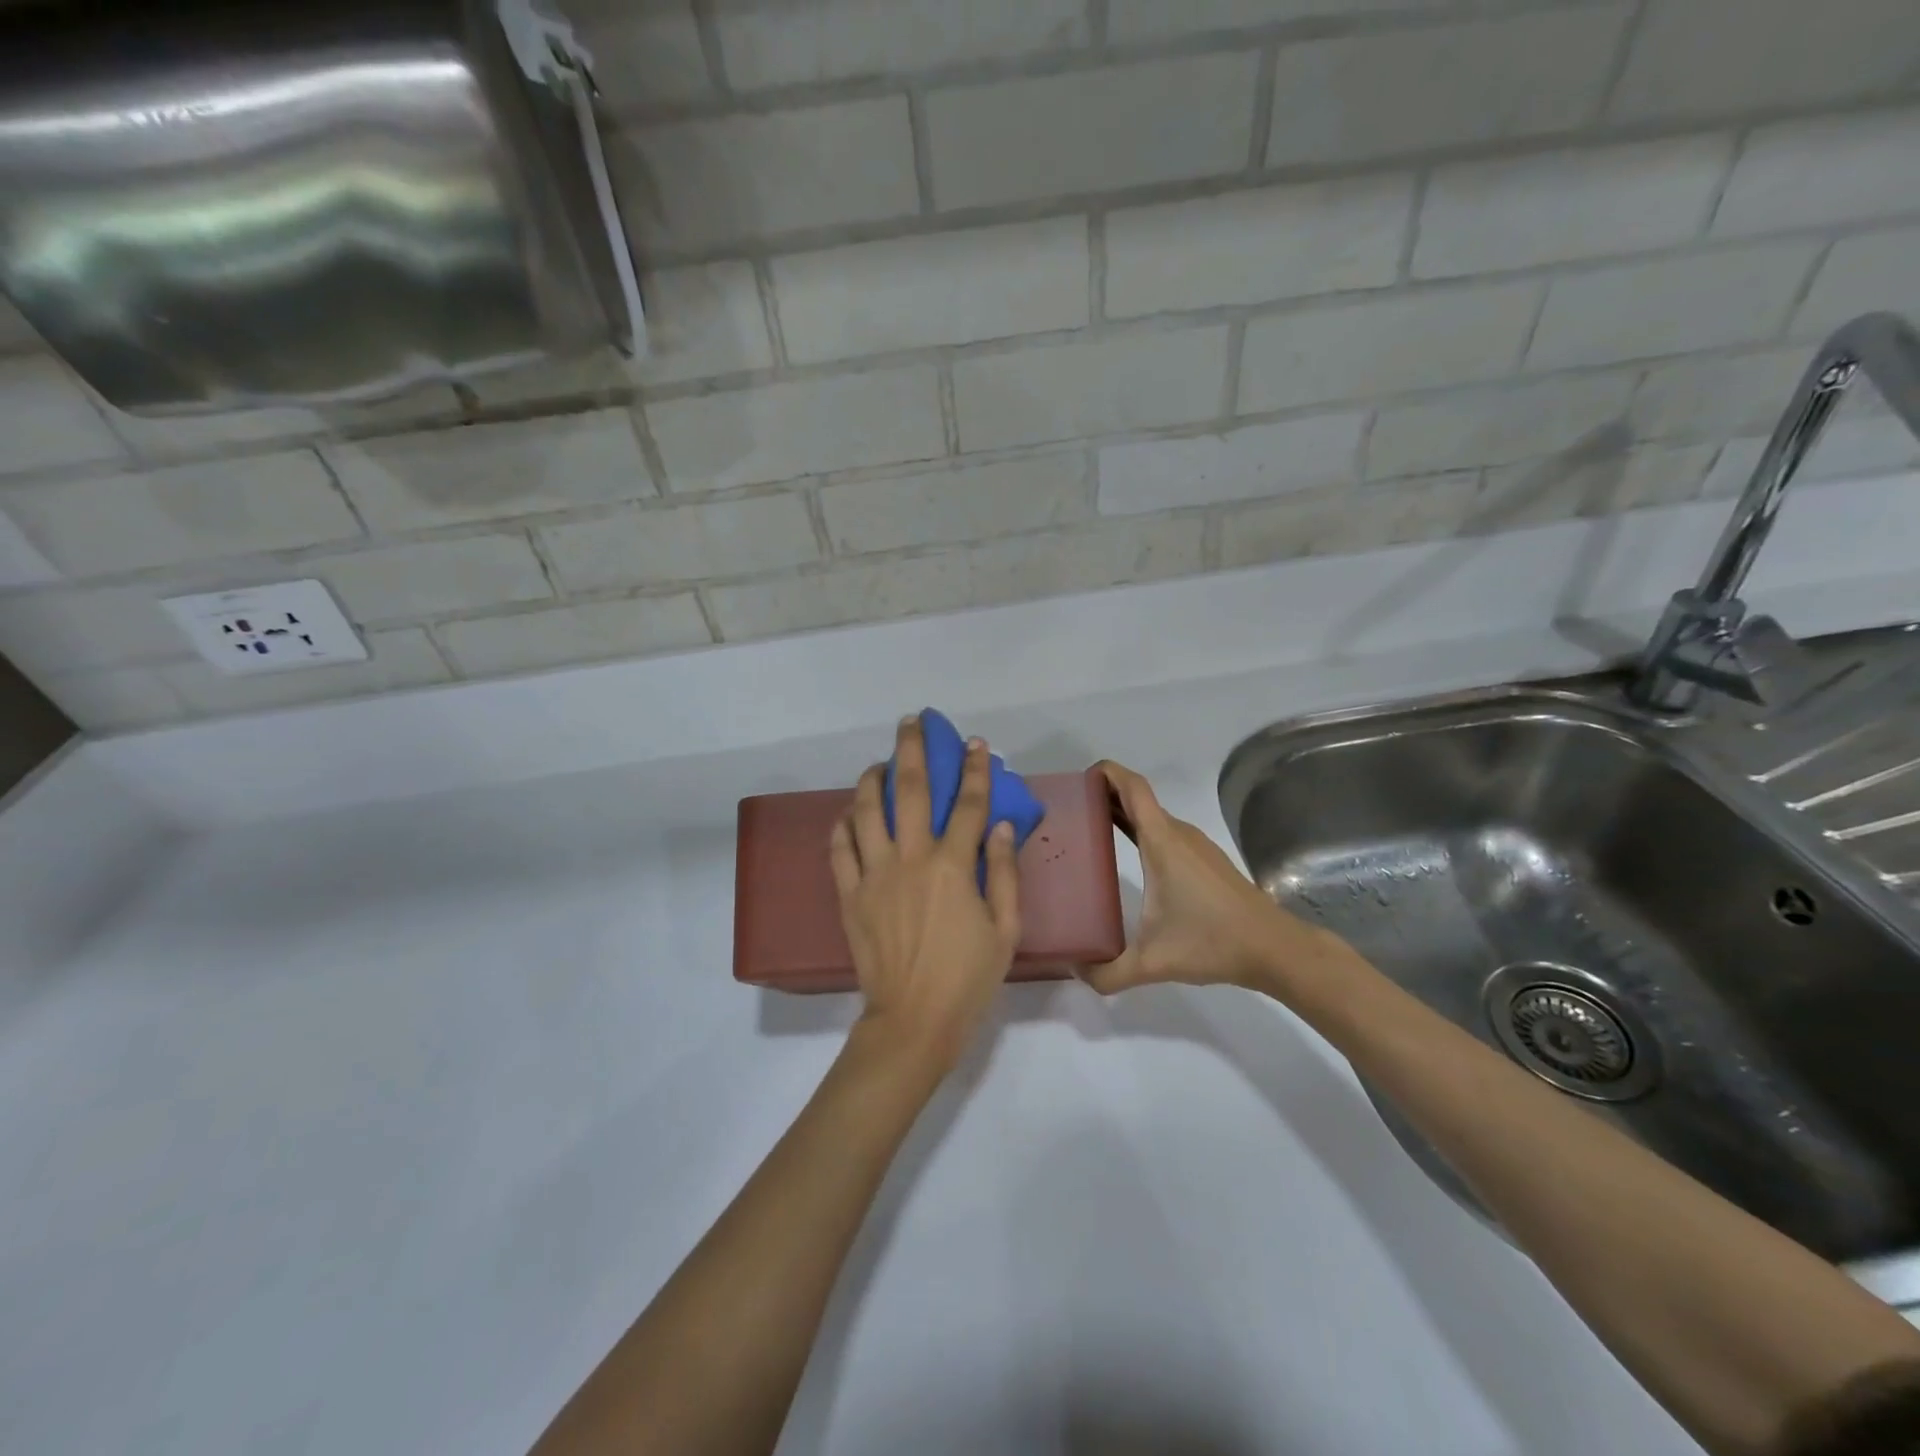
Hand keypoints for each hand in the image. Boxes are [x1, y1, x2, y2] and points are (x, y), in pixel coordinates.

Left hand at [830, 717, 1021, 1072]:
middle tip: (911, 723)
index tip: (976, 744)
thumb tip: (999, 823)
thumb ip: (1004, 872)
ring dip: (871, 779)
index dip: (975, 770)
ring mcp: (874, 875)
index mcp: (954, 867)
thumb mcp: (1006, 929)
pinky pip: (840, 848)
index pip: (967, 804)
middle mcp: (911, 859)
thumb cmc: (968, 978)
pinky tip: (849, 812)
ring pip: (866, 810)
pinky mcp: (849, 894)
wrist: (913, 1020)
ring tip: (878, 763)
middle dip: (912, 750)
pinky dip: (842, 824)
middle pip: (909, 790)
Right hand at [1085, 760, 1316, 994]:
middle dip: (1104, 795)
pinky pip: (1164, 832)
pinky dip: (1140, 831)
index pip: (1132, 788)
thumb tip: (1075, 971)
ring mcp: (1194, 846)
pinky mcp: (1205, 860)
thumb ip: (1109, 972)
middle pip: (1137, 798)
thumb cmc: (1213, 942)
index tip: (1079, 780)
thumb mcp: (1153, 962)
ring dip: (1122, 813)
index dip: (1106, 773)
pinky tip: (1127, 857)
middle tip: (1069, 811)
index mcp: (1162, 842)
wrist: (1275, 948)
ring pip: (1152, 816)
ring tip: (1089, 830)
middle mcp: (1177, 834)